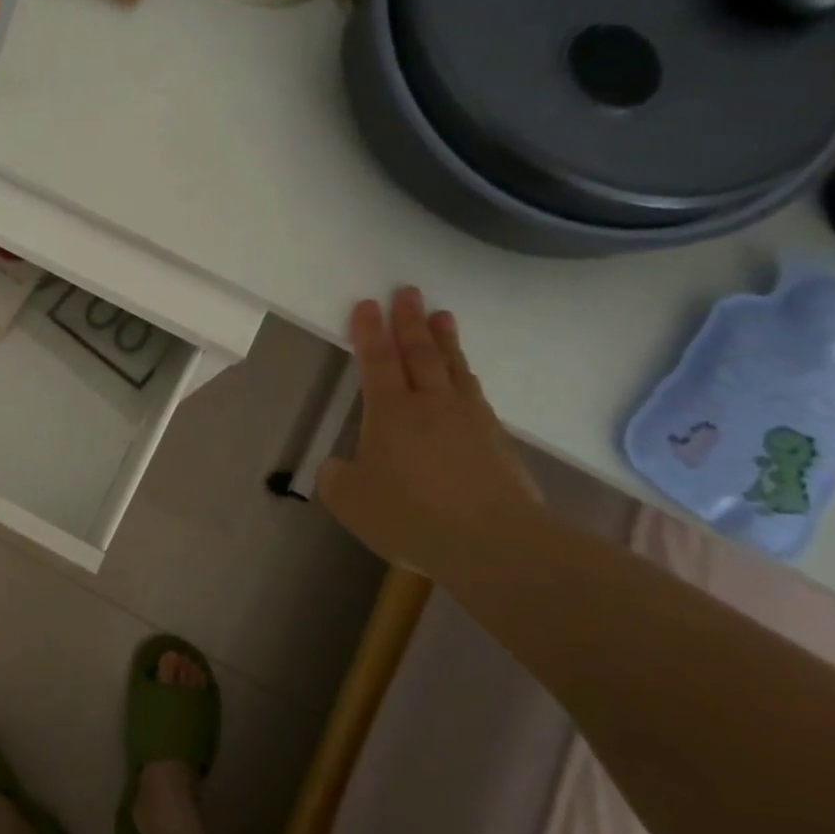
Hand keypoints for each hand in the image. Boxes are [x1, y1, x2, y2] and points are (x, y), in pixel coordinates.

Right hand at [316, 288, 544, 576]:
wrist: (493, 542)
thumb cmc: (411, 515)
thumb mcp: (351, 501)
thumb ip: (338, 478)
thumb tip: (339, 466)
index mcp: (390, 412)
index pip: (376, 360)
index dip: (369, 331)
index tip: (368, 303)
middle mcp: (429, 404)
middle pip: (419, 352)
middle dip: (409, 321)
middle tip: (408, 291)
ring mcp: (468, 419)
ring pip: (453, 367)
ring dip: (444, 339)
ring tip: (442, 316)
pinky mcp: (497, 440)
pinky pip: (475, 394)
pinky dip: (466, 375)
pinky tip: (466, 375)